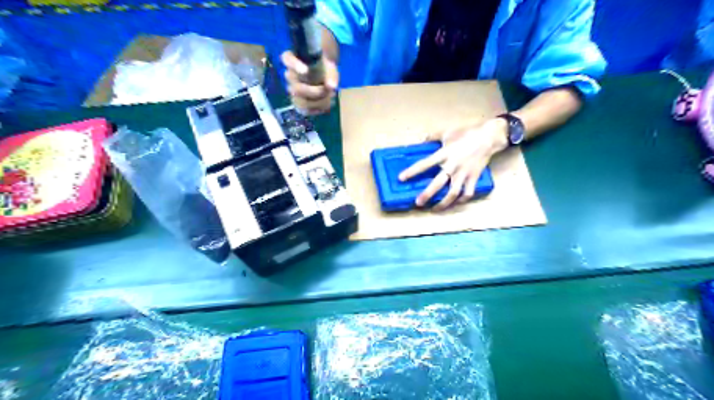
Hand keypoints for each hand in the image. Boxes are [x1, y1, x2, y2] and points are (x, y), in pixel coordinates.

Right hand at [281, 50, 337, 114]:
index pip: (288, 59)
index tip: (306, 70)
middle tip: (328, 90)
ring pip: (300, 101)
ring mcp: (292, 91)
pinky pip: (305, 110)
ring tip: (330, 97)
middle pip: (296, 88)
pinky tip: (327, 103)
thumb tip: (332, 87)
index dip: (295, 66)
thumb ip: (330, 74)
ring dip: (318, 102)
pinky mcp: (298, 103)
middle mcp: (289, 76)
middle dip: (314, 92)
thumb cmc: (324, 67)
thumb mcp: (329, 66)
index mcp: (292, 59)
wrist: (324, 75)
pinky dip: (318, 109)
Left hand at [399, 117, 510, 211]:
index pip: (425, 164)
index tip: (401, 179)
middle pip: (438, 183)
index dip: (412, 172)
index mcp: (444, 153)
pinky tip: (454, 204)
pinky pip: (468, 193)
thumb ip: (433, 136)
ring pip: (453, 193)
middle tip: (418, 203)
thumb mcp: (447, 132)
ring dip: (443, 203)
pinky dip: (461, 200)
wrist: (489, 136)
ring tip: (434, 209)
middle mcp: (453, 165)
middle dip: (427, 194)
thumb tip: (422, 139)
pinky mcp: (474, 177)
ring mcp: (464, 173)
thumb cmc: (467, 133)